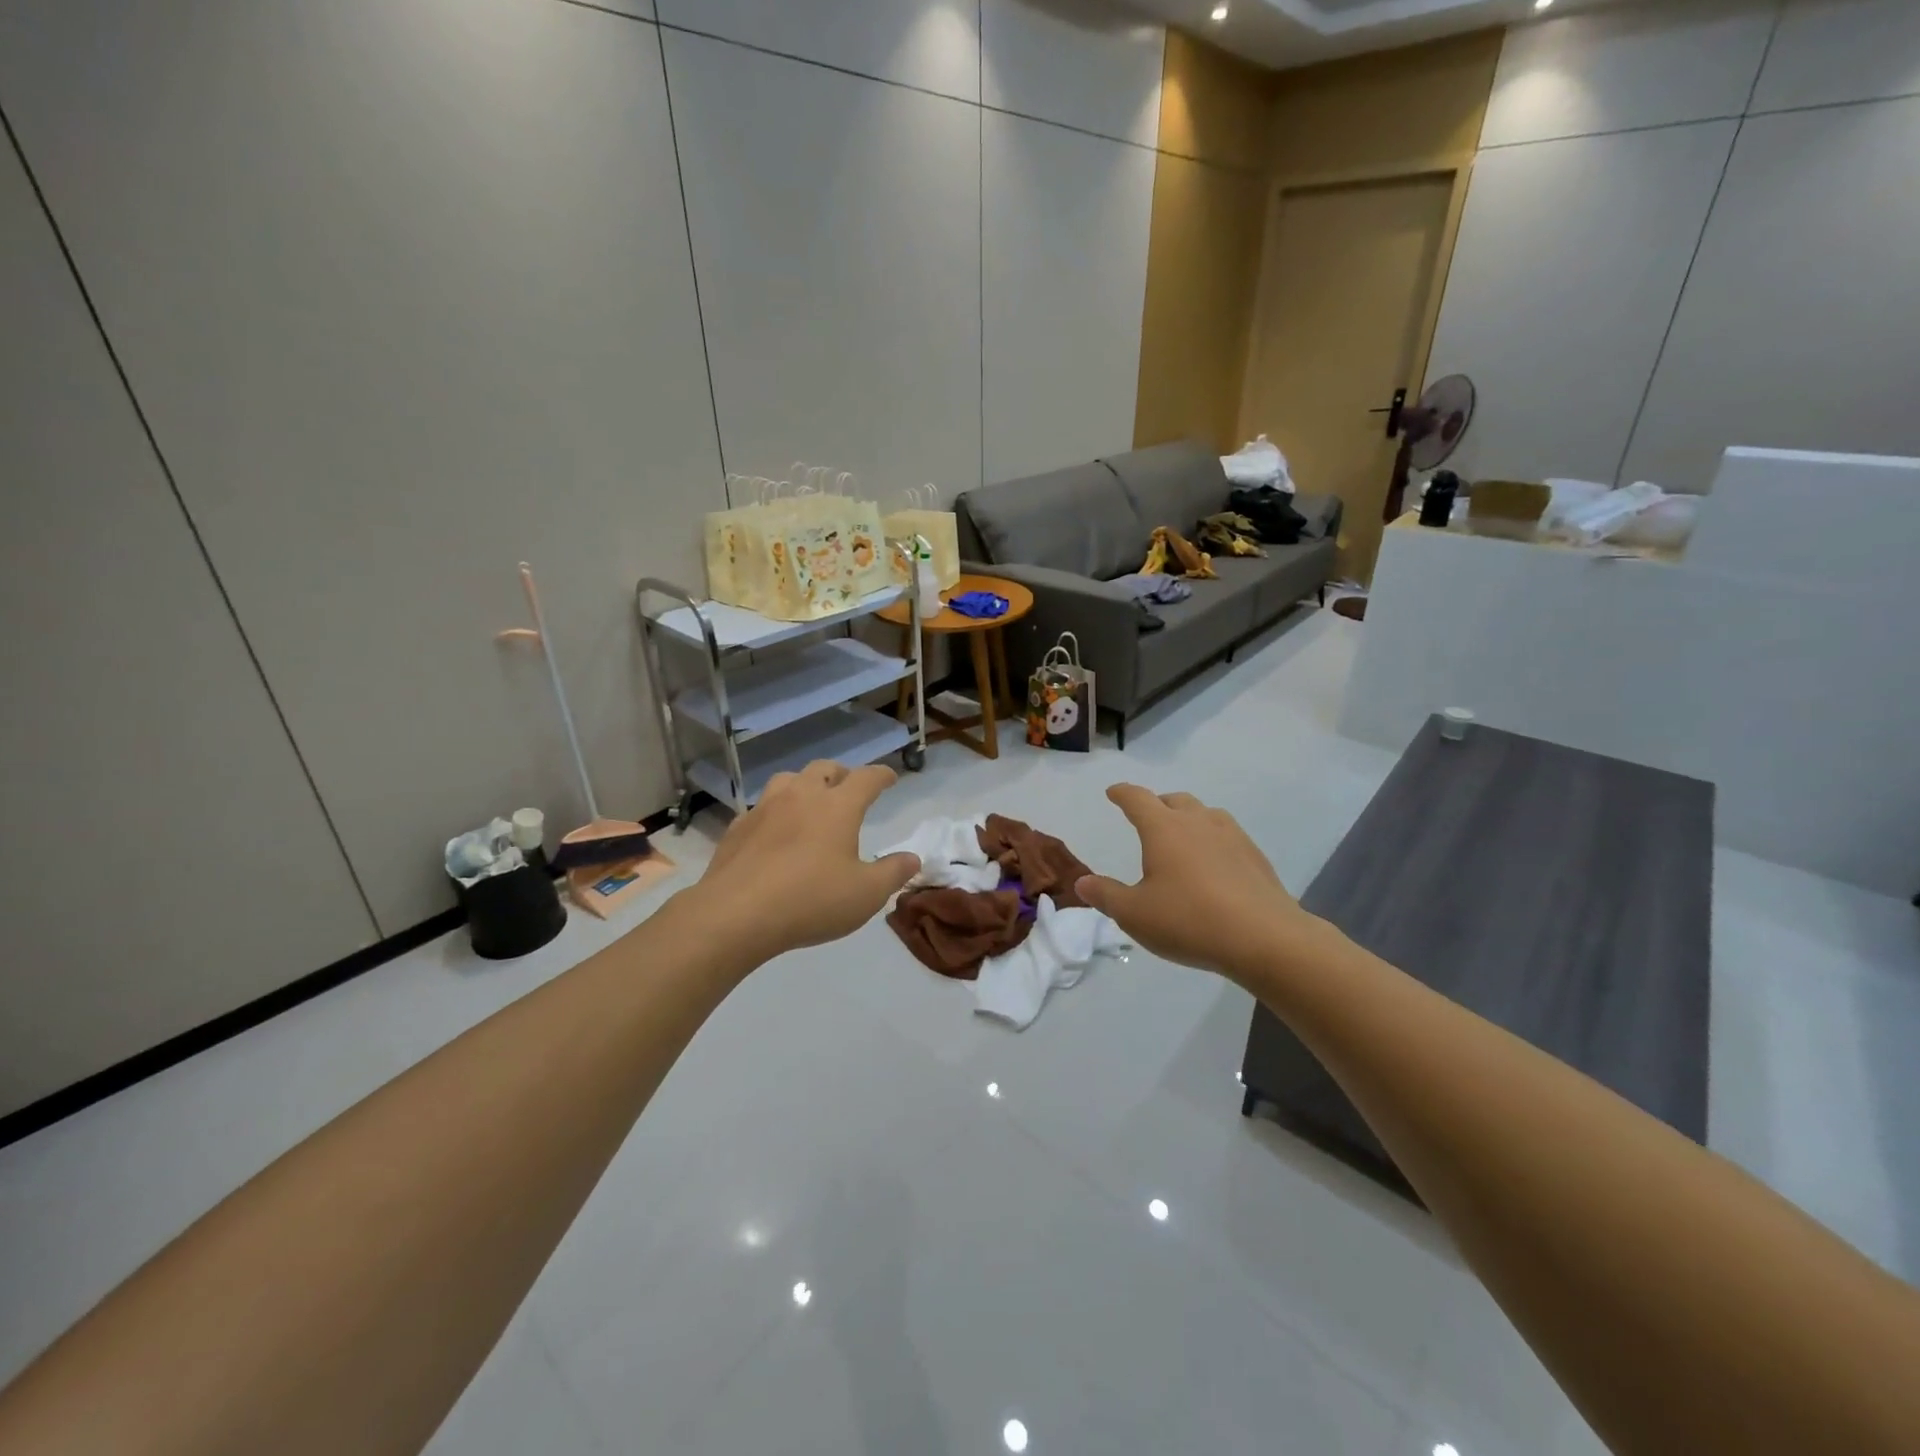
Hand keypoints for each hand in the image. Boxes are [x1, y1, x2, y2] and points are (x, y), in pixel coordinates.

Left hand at [692, 760, 918, 963]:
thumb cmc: (810, 901)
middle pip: (824, 769)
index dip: (882, 775)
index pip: (866, 778)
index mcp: (838, 806)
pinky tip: (775, 832)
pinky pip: (761, 807)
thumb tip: (912, 858)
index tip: (890, 778)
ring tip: (810, 803)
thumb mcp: (866, 894)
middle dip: (841, 774)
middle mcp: (801, 796)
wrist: (735, 914)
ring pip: (788, 780)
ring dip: (804, 785)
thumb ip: (893, 873)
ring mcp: (764, 808)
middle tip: (849, 788)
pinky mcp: (738, 828)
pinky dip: (775, 811)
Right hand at [1075, 785, 1319, 981]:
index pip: (1137, 799)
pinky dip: (1213, 841)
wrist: (1265, 938)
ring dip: (1189, 819)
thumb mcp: (1135, 914)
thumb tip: (1083, 882)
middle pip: (1175, 800)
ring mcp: (1232, 837)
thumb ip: (1106, 895)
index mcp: (1163, 829)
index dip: (1122, 793)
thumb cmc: (1189, 920)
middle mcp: (1198, 822)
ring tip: (1182, 838)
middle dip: (1157, 804)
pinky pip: (1228, 837)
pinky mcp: (1256, 857)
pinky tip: (1214, 865)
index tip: (1113, 792)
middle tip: (1147, 817)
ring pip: (1206, 814)